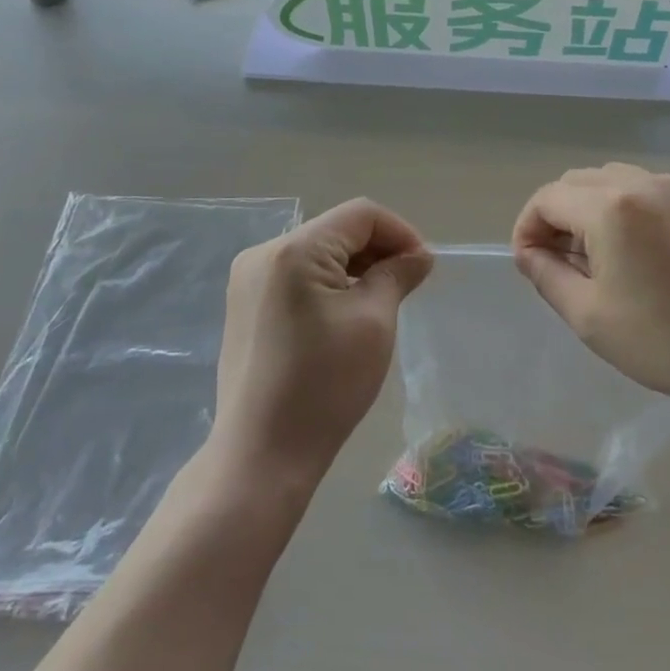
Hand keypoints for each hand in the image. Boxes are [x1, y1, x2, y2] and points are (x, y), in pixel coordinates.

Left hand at [216, 199, 433, 481]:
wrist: (261, 455)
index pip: (360, 215)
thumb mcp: (373, 322)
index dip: (400, 232)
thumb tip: (418, 255)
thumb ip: (396, 275)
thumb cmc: (325, 385)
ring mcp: (248, 280)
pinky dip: (329, 283)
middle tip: (409, 283)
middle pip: (336, 230)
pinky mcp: (245, 306)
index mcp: (293, 250)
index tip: (423, 267)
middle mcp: (263, 253)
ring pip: (317, 252)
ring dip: (355, 266)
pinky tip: (347, 312)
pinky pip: (297, 275)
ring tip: (383, 299)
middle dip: (378, 249)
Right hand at [511, 163, 669, 415]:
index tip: (529, 261)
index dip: (528, 226)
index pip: (548, 198)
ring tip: (605, 254)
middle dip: (560, 215)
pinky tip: (650, 251)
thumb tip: (528, 252)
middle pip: (581, 181)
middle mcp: (647, 183)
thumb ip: (546, 274)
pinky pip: (660, 191)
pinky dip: (639, 210)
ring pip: (621, 180)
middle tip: (561, 259)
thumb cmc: (663, 342)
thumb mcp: (588, 316)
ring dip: (597, 208)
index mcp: (611, 208)